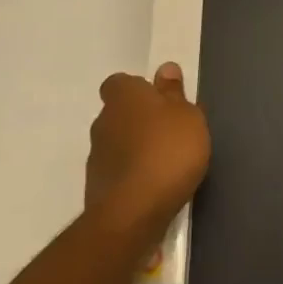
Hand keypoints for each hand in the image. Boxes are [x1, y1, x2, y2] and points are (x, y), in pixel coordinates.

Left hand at [85, 62, 209, 249]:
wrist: (133, 214)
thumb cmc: (168, 151)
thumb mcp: (187, 116)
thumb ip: (175, 93)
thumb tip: (165, 69)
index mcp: (124, 98)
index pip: (119, 83)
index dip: (138, 89)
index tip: (159, 100)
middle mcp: (103, 122)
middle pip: (118, 113)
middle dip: (138, 120)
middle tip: (168, 131)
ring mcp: (95, 157)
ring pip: (116, 143)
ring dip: (134, 148)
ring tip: (163, 163)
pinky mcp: (95, 189)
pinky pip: (116, 171)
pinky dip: (130, 174)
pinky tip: (152, 186)